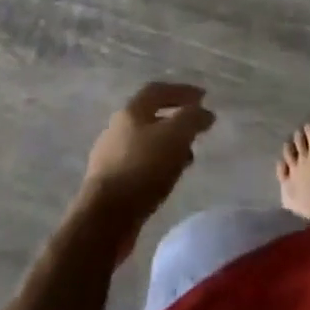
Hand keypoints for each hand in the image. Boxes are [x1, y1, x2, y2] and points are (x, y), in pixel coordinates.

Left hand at [77, 81, 215, 258]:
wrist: (104, 219)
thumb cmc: (142, 168)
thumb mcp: (175, 136)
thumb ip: (192, 118)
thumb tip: (205, 112)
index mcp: (131, 111)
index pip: (158, 90)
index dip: (181, 90)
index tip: (203, 97)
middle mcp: (116, 128)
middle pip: (150, 116)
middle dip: (176, 120)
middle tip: (196, 129)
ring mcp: (110, 157)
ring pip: (146, 143)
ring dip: (168, 145)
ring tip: (188, 157)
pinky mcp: (110, 183)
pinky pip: (140, 165)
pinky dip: (158, 165)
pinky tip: (168, 179)